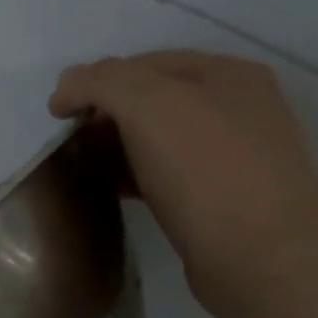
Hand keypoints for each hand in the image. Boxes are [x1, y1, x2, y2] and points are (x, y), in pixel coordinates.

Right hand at [48, 50, 317, 317]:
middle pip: (152, 100)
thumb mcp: (150, 107)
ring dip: (115, 148)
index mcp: (225, 75)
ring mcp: (228, 156)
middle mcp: (233, 108)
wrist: (260, 255)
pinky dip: (132, 177)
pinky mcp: (216, 200)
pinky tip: (111, 192)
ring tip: (80, 169)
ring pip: (157, 140)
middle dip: (105, 115)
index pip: (145, 63)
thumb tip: (66, 86)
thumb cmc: (206, 172)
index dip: (95, 82)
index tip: (57, 115)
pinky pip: (164, 176)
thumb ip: (103, 84)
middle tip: (67, 144)